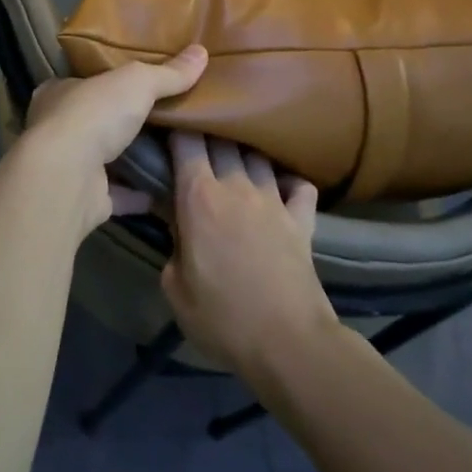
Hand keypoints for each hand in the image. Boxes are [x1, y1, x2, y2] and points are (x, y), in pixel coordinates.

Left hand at [21, 46, 207, 239]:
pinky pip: (118, 194)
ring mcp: (70, 166)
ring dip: (132, 158)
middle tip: (164, 118)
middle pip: (95, 121)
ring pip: (105, 159)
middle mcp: (58, 128)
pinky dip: (138, 194)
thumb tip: (201, 52)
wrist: (67, 177)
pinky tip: (166, 189)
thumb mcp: (137, 82)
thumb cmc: (94, 115)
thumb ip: (167, 73)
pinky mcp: (85, 198)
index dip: (108, 81)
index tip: (137, 83)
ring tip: (171, 152)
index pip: (84, 81)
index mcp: (59, 93)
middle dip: (123, 121)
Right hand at [161, 133, 334, 381]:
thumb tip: (176, 226)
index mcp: (199, 197)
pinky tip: (281, 188)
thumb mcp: (175, 287)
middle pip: (222, 140)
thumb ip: (171, 246)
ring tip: (235, 160)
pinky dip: (289, 181)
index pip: (186, 141)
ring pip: (257, 156)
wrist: (288, 342)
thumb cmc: (222, 317)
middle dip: (208, 134)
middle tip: (197, 144)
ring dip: (244, 154)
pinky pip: (299, 185)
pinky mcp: (302, 218)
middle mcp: (236, 186)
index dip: (177, 129)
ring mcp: (274, 199)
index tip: (169, 130)